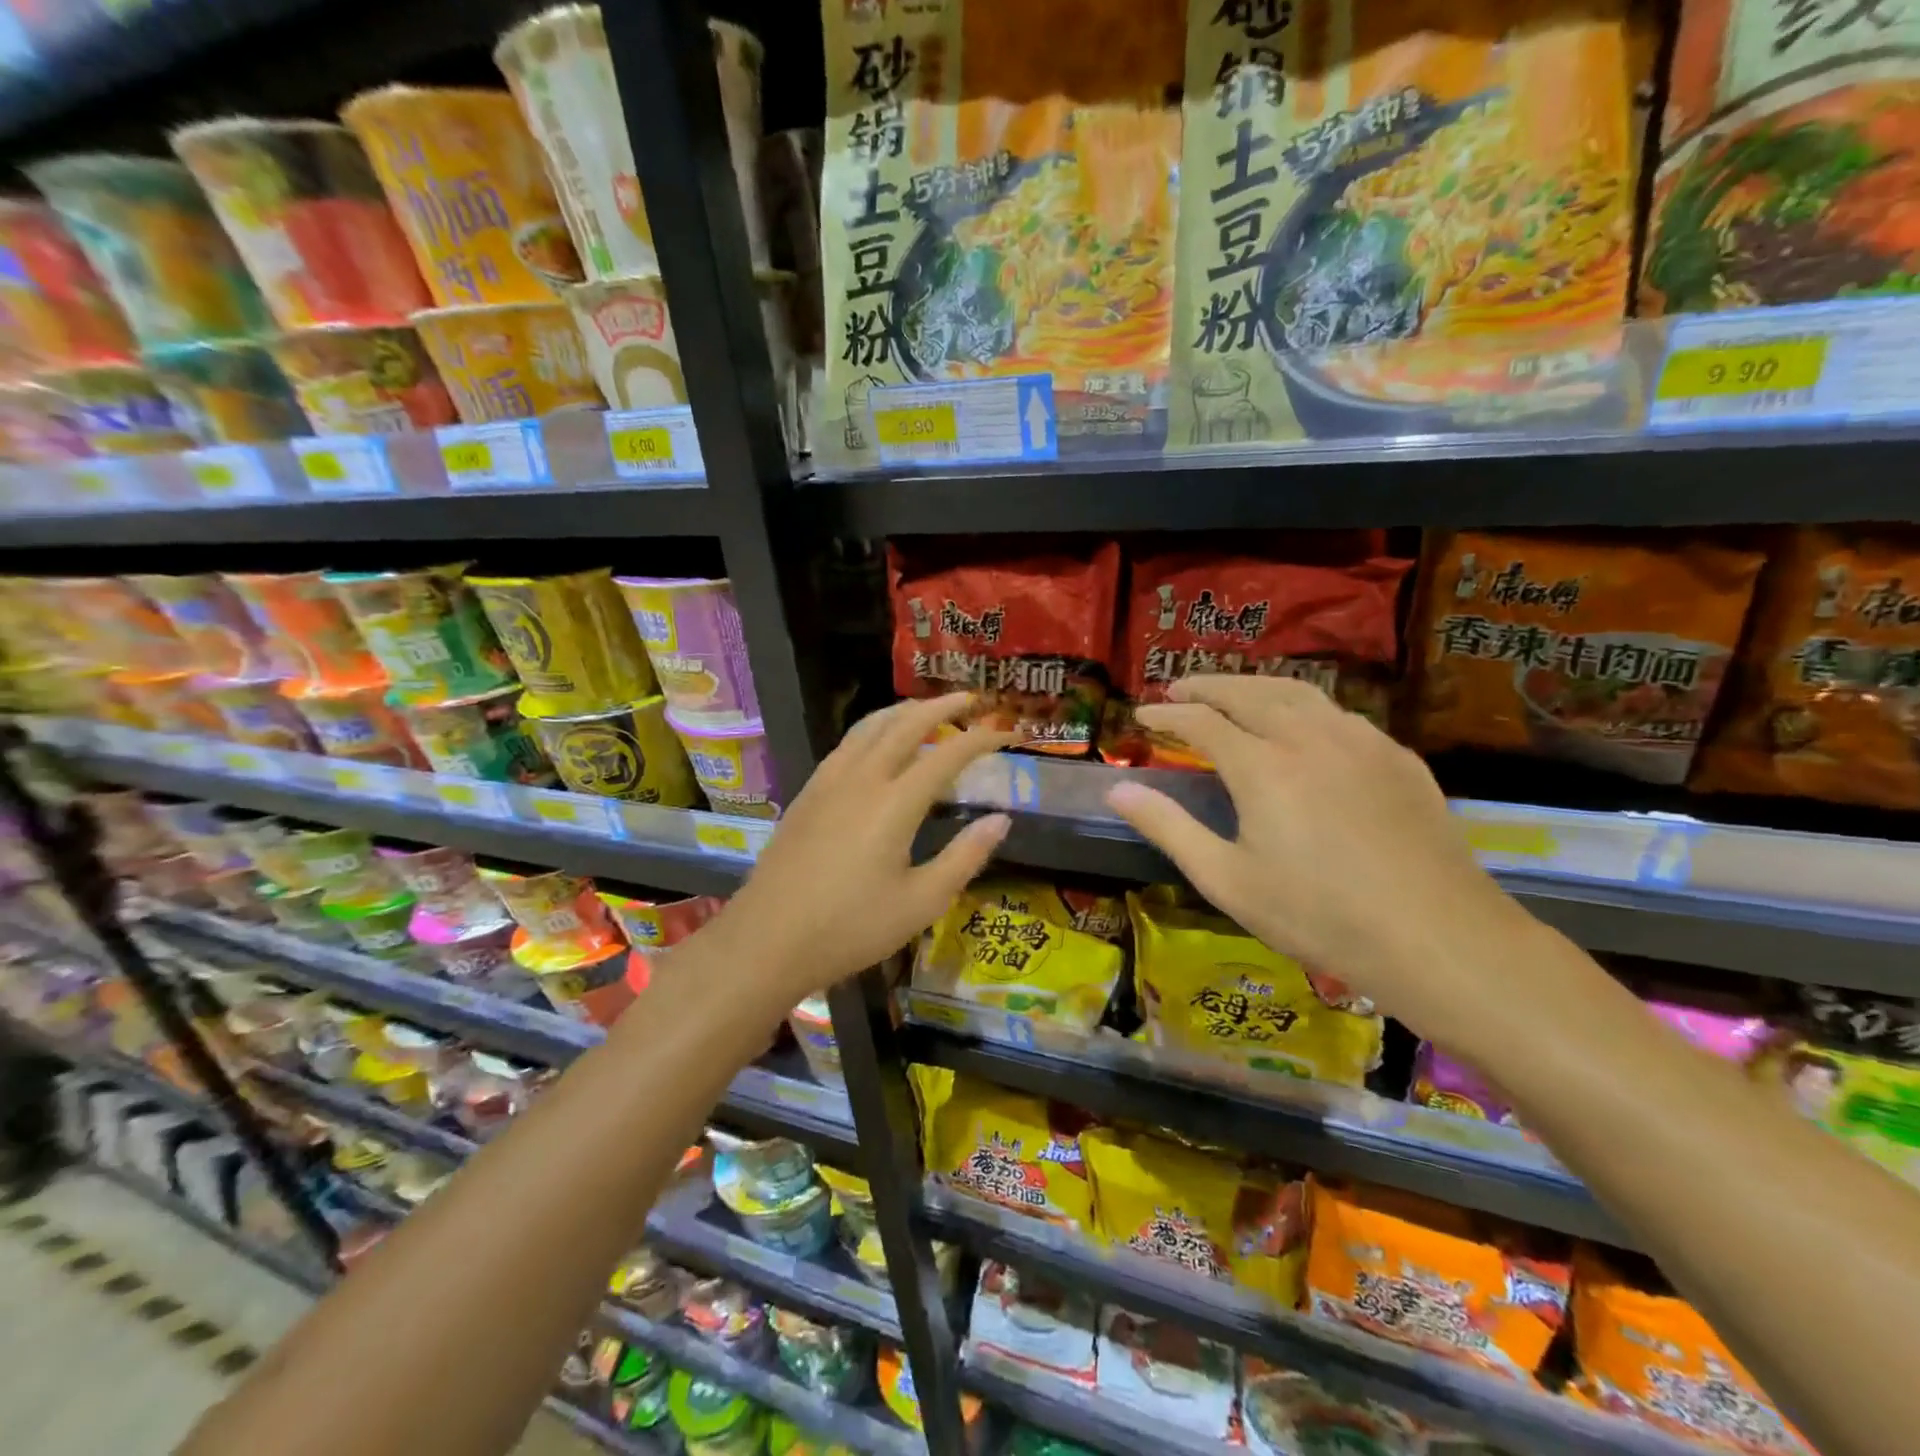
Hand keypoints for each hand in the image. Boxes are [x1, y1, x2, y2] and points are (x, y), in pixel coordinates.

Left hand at [706, 693, 1012, 1001]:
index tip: (1008, 731)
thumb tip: (1001, 820)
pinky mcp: (808, 792)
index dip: (981, 739)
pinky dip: (874, 727)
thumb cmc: (850, 928)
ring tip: (927, 708)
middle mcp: (862, 778)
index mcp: (895, 803)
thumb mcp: (921, 902)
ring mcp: (829, 781)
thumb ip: (965, 856)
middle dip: (942, 706)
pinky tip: (877, 741)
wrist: (767, 939)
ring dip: (904, 711)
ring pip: (870, 726)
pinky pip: (848, 743)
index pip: (947, 754)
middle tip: (971, 699)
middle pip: (906, 724)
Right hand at [1104, 675, 1537, 1044]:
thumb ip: (1167, 827)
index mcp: (1263, 766)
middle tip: (1179, 689)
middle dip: (1207, 686)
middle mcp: (1309, 736)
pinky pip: (1339, 713)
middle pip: (1248, 692)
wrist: (1437, 937)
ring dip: (1255, 686)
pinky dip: (1303, 705)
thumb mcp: (1226, 879)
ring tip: (1233, 693)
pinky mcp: (1397, 757)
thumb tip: (1116, 789)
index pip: (1200, 721)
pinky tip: (1302, 725)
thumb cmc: (1318, 915)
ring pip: (1298, 692)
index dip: (1166, 714)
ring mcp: (1361, 741)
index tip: (1141, 714)